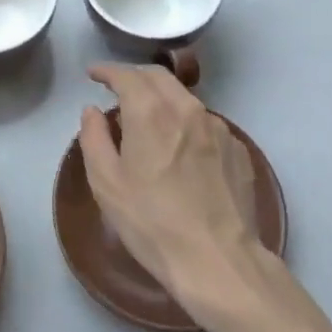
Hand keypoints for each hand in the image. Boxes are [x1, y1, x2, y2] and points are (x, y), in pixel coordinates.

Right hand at [80, 63, 261, 322]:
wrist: (219, 261)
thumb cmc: (152, 223)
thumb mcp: (106, 184)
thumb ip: (94, 138)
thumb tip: (93, 111)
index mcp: (150, 112)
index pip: (126, 75)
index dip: (107, 71)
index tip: (94, 75)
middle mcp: (187, 109)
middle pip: (159, 77)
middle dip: (135, 76)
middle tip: (118, 89)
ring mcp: (218, 128)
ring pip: (185, 98)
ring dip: (162, 98)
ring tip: (149, 118)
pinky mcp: (237, 150)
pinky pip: (206, 124)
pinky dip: (187, 123)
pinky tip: (182, 148)